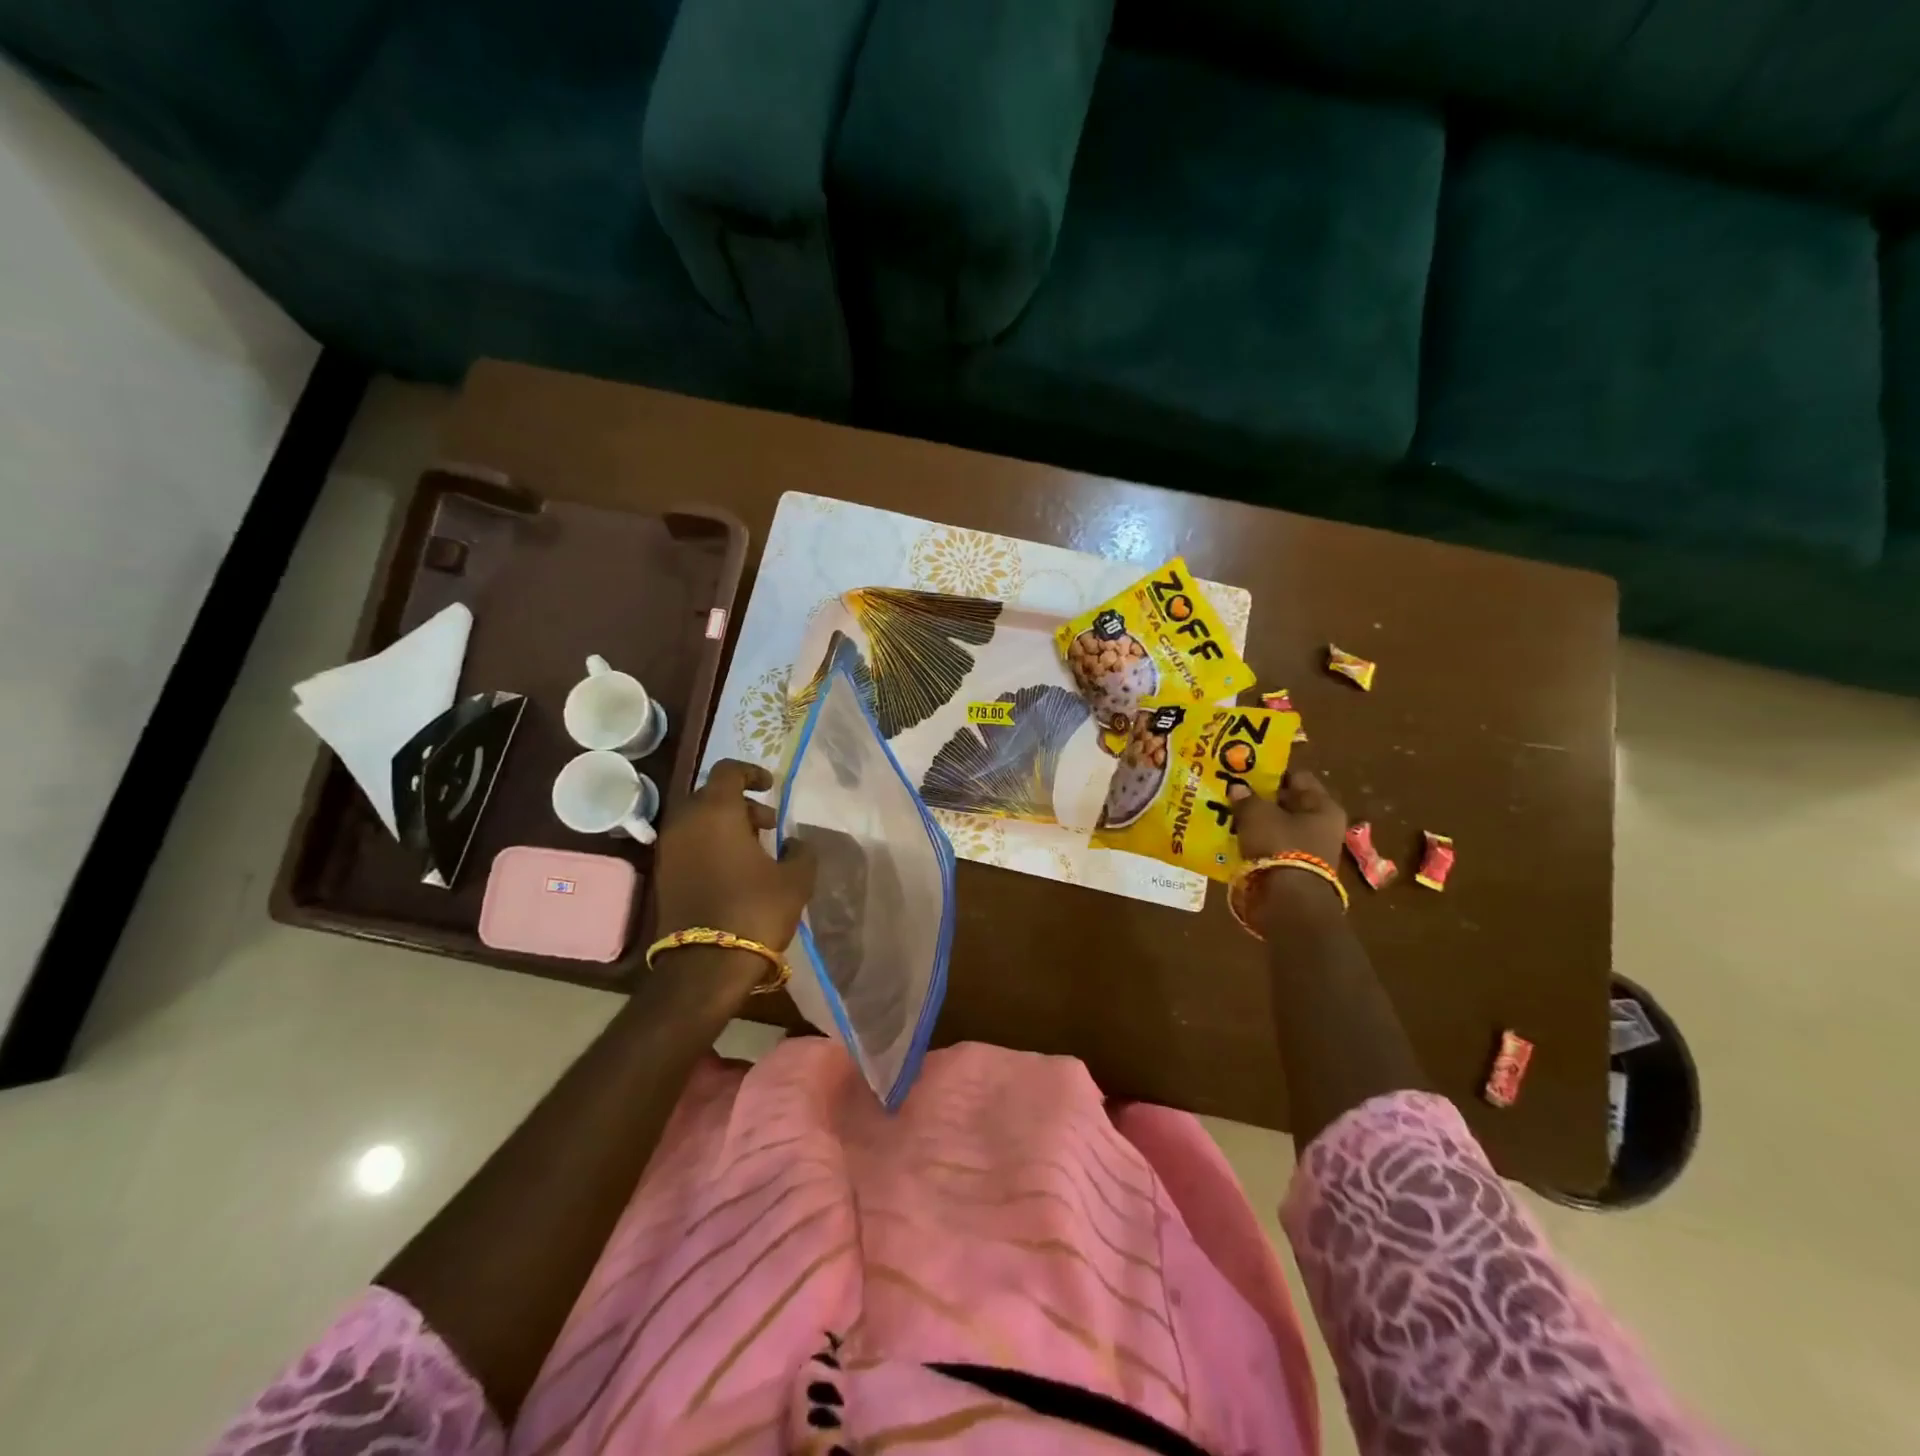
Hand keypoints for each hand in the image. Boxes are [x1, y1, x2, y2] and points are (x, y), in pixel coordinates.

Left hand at [652, 760, 816, 952]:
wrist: (705, 965)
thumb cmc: (755, 910)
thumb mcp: (795, 879)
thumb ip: (800, 851)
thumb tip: (794, 842)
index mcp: (716, 811)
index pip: (728, 771)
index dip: (751, 772)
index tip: (771, 787)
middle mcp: (685, 822)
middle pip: (711, 795)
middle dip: (741, 804)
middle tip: (768, 825)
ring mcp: (669, 849)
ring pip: (698, 821)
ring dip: (726, 826)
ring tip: (755, 850)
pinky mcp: (663, 875)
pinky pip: (689, 844)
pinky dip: (710, 845)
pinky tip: (735, 871)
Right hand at [1230, 769, 1347, 922]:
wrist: (1289, 903)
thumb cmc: (1280, 847)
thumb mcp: (1258, 815)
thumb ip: (1247, 798)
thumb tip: (1238, 787)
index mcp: (1322, 806)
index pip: (1297, 777)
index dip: (1272, 772)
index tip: (1247, 770)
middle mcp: (1321, 825)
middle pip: (1288, 803)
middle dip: (1262, 798)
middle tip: (1233, 791)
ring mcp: (1309, 849)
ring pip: (1278, 826)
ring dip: (1257, 822)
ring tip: (1228, 814)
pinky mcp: (1294, 869)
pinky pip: (1272, 847)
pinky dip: (1256, 842)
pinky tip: (1234, 838)